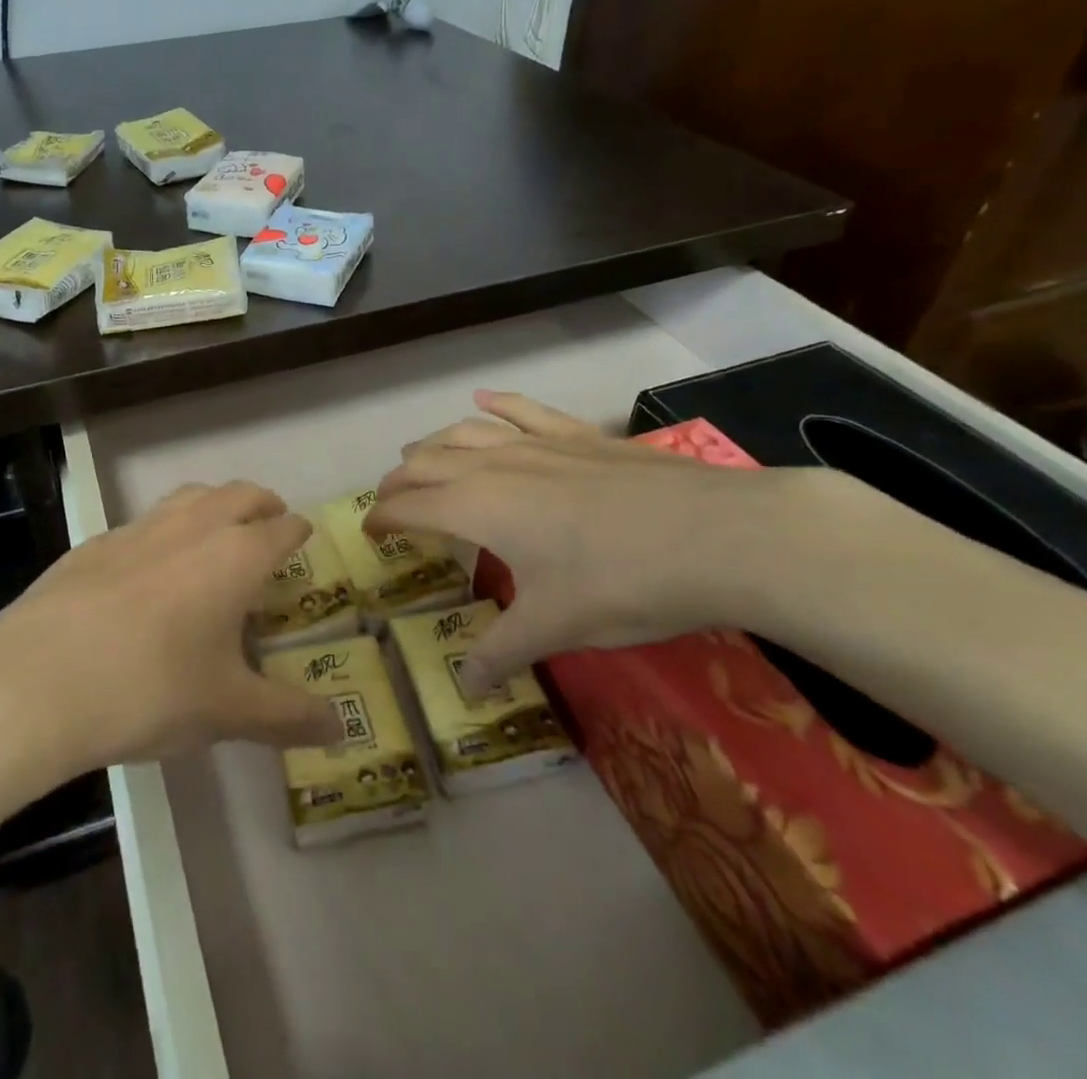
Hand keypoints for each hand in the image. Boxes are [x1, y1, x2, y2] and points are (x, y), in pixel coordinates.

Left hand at [0, 481, 343, 773]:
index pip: (282, 528)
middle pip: (240, 494)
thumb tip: (339, 731)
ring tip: (217, 533)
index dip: (298, 532)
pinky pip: (146, 522)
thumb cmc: (151, 689)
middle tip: (270, 526)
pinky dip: (166, 531)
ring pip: (191, 496)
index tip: (304, 539)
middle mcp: (193, 526)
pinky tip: (151, 569)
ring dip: (214, 505)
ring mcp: (140, 528)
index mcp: (236, 555)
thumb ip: (288, 717)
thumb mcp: (227, 711)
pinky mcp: (96, 542)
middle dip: (262, 505)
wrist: (38, 679)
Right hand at [370, 391, 839, 686]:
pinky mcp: (580, 436)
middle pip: (427, 462)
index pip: (409, 506)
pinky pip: (524, 410)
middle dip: (400, 480)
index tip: (370, 532)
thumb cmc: (621, 583)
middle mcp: (494, 465)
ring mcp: (538, 443)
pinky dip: (497, 404)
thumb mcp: (554, 626)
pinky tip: (484, 398)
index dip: (382, 518)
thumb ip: (501, 653)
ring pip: (466, 431)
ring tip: (419, 455)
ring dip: (434, 443)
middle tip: (390, 500)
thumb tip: (466, 688)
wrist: (717, 536)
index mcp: (476, 507)